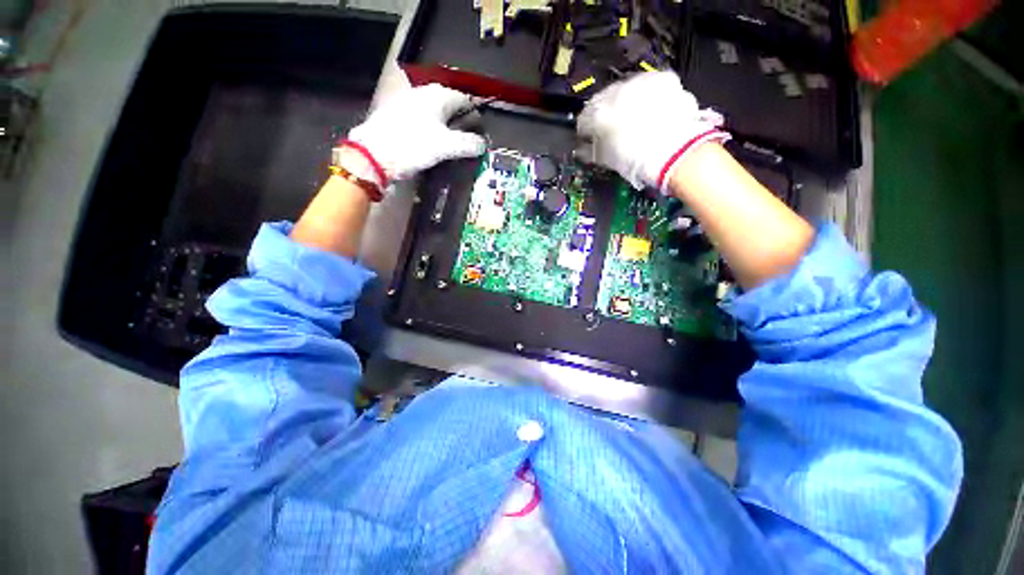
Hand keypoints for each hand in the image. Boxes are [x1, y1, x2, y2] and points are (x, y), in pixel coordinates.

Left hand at [340, 84, 486, 185]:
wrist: (373, 153)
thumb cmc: (413, 145)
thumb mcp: (446, 147)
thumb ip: (468, 144)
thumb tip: (483, 145)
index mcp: (438, 95)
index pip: (465, 100)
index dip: (475, 116)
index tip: (481, 133)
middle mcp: (423, 93)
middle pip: (450, 106)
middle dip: (460, 122)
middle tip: (467, 142)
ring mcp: (408, 101)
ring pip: (435, 112)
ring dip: (445, 126)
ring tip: (450, 145)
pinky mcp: (396, 114)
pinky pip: (422, 119)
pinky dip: (430, 129)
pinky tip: (430, 143)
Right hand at [576, 71, 728, 191]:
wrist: (674, 152)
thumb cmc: (636, 160)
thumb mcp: (606, 160)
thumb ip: (590, 151)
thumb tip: (583, 149)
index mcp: (598, 113)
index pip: (584, 117)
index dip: (586, 130)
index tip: (590, 137)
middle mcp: (616, 91)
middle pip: (604, 100)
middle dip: (607, 113)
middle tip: (614, 130)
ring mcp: (640, 83)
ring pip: (627, 91)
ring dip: (628, 103)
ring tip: (636, 122)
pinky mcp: (663, 79)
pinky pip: (650, 87)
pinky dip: (649, 98)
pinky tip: (654, 114)